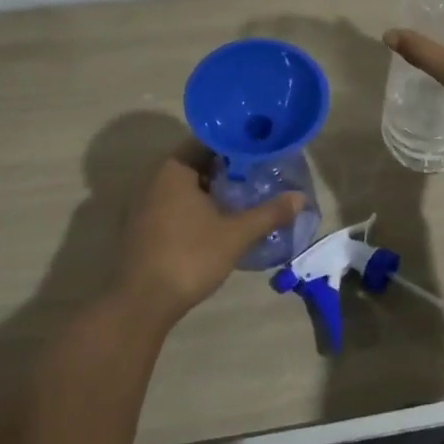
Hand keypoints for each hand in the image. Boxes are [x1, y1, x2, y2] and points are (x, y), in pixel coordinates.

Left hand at [117, 145, 304, 326]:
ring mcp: (145, 203)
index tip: (261, 150)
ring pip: (186, 185)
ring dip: (213, 188)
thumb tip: (301, 198)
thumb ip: (269, 213)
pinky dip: (197, 205)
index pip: (209, 141)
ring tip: (245, 195)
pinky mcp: (143, 226)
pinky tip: (219, 219)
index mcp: (175, 169)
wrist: (142, 303)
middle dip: (228, 167)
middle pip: (198, 162)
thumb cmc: (190, 256)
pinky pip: (175, 203)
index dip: (237, 144)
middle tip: (259, 173)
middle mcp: (155, 178)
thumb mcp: (236, 234)